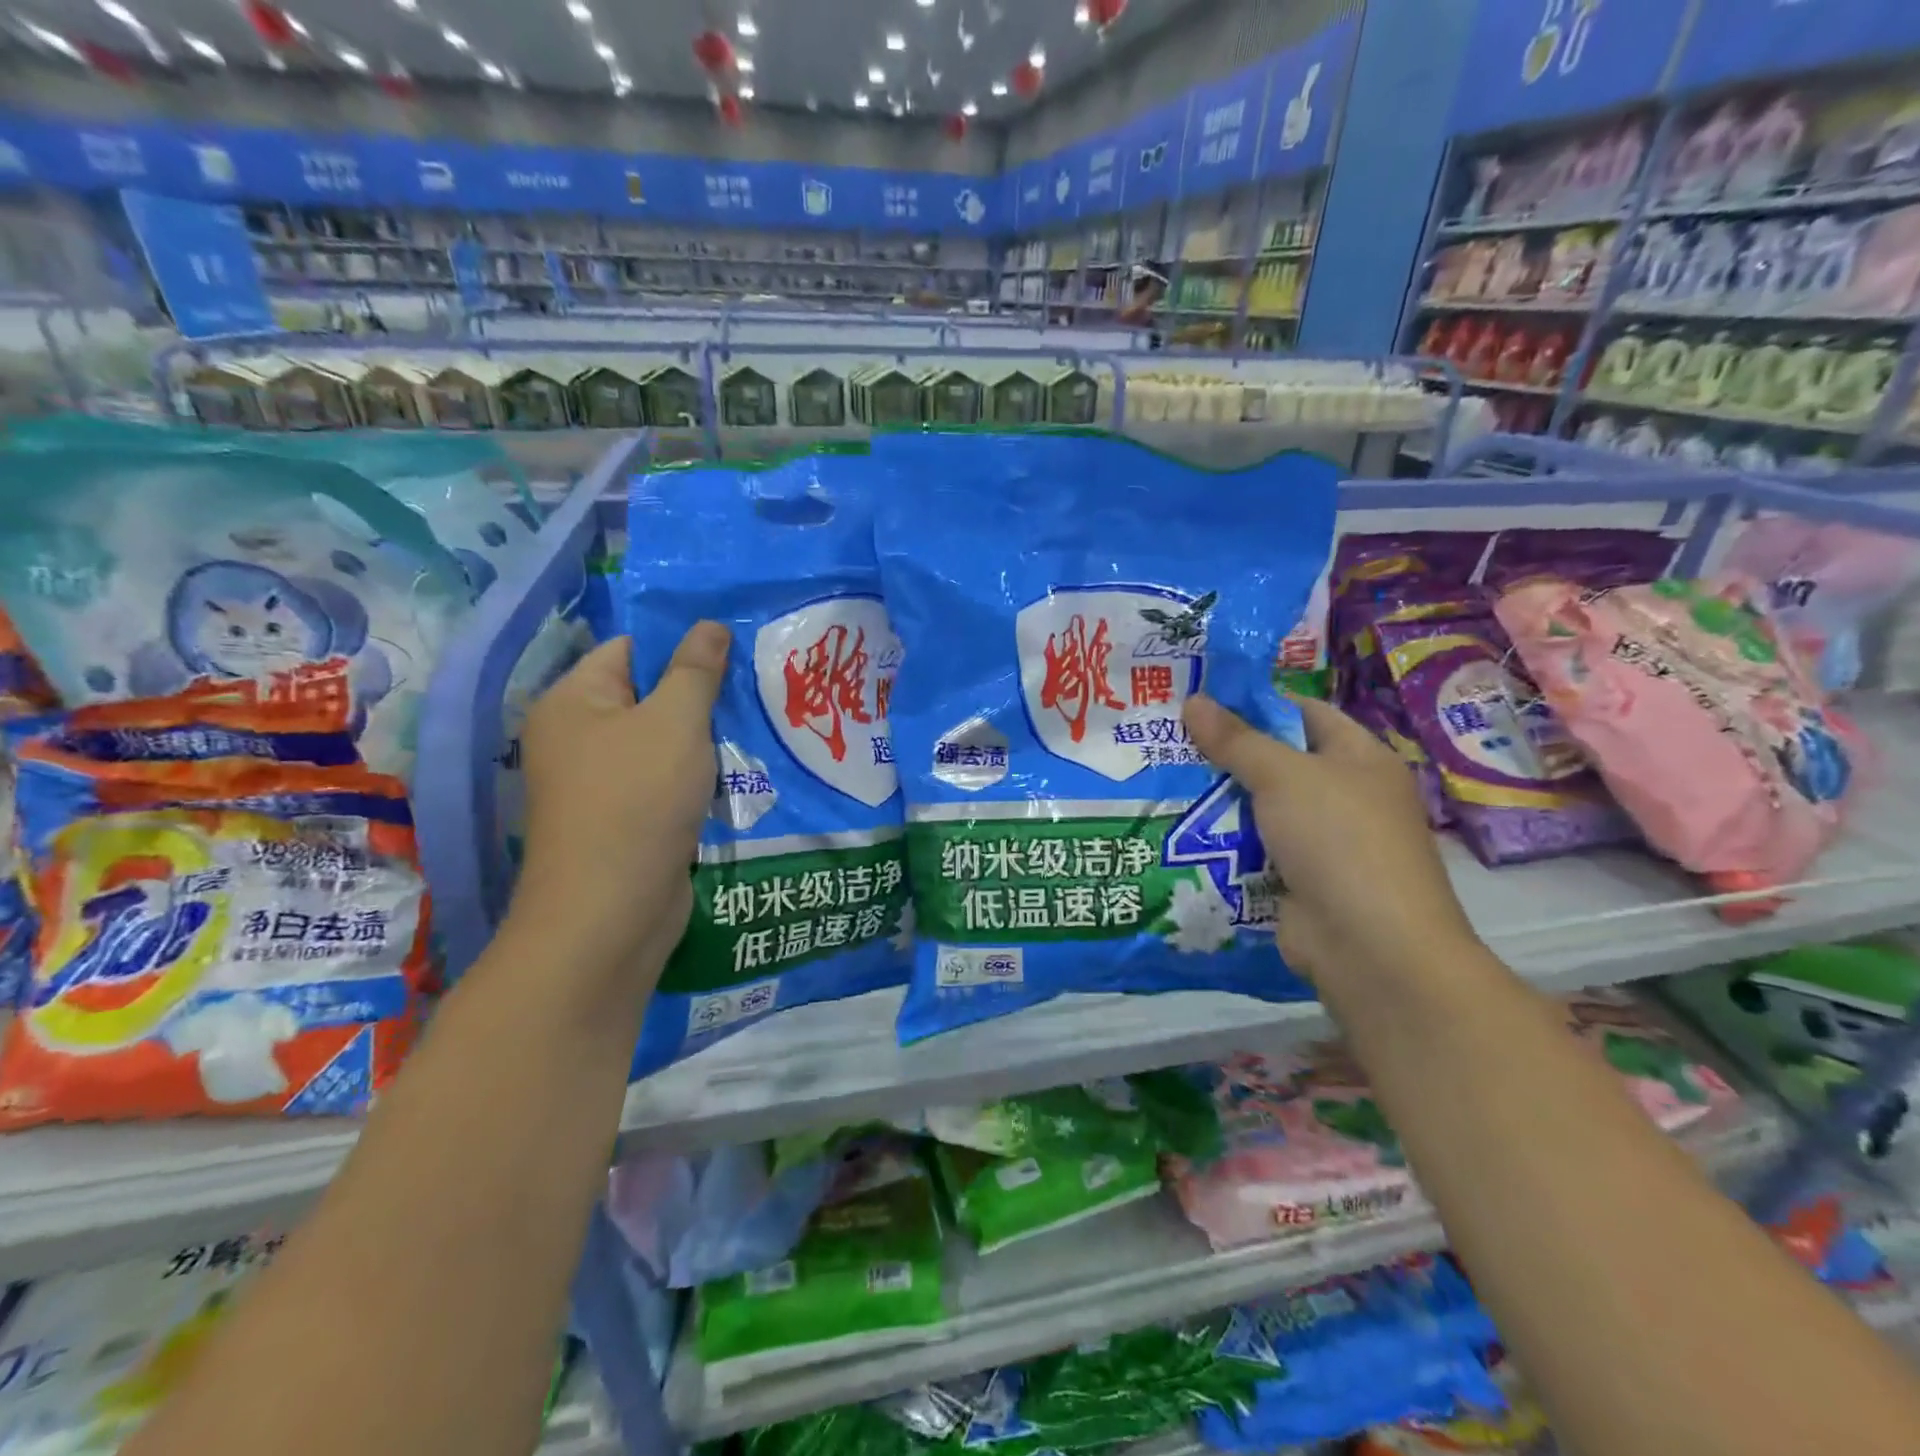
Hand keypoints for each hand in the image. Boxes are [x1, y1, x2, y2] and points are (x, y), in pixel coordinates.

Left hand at [512, 625, 728, 974]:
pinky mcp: (628, 818)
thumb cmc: (638, 801)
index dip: (682, 644)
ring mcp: (602, 782)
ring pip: (664, 742)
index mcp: (573, 702)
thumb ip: (695, 671)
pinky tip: (742, 770)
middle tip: (759, 686)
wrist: (612, 912)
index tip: (737, 648)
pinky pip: (668, 780)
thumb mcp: (675, 723)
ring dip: (707, 738)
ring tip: (760, 725)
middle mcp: (579, 737)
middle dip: (703, 694)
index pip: (630, 650)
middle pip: (650, 696)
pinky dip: (700, 775)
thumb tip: (710, 624)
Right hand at [1182, 693, 1480, 993]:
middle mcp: (1345, 795)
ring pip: (1260, 808)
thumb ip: (1236, 739)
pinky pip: (1254, 849)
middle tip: (1167, 740)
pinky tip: (1179, 831)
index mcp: (1359, 758)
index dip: (1256, 703)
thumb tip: (1193, 700)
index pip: (1304, 713)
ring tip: (1161, 781)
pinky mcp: (1299, 880)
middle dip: (1225, 754)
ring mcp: (1322, 842)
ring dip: (1218, 800)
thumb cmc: (1338, 840)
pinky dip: (1223, 842)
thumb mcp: (1283, 777)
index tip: (1201, 701)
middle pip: (1277, 762)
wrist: (1370, 947)